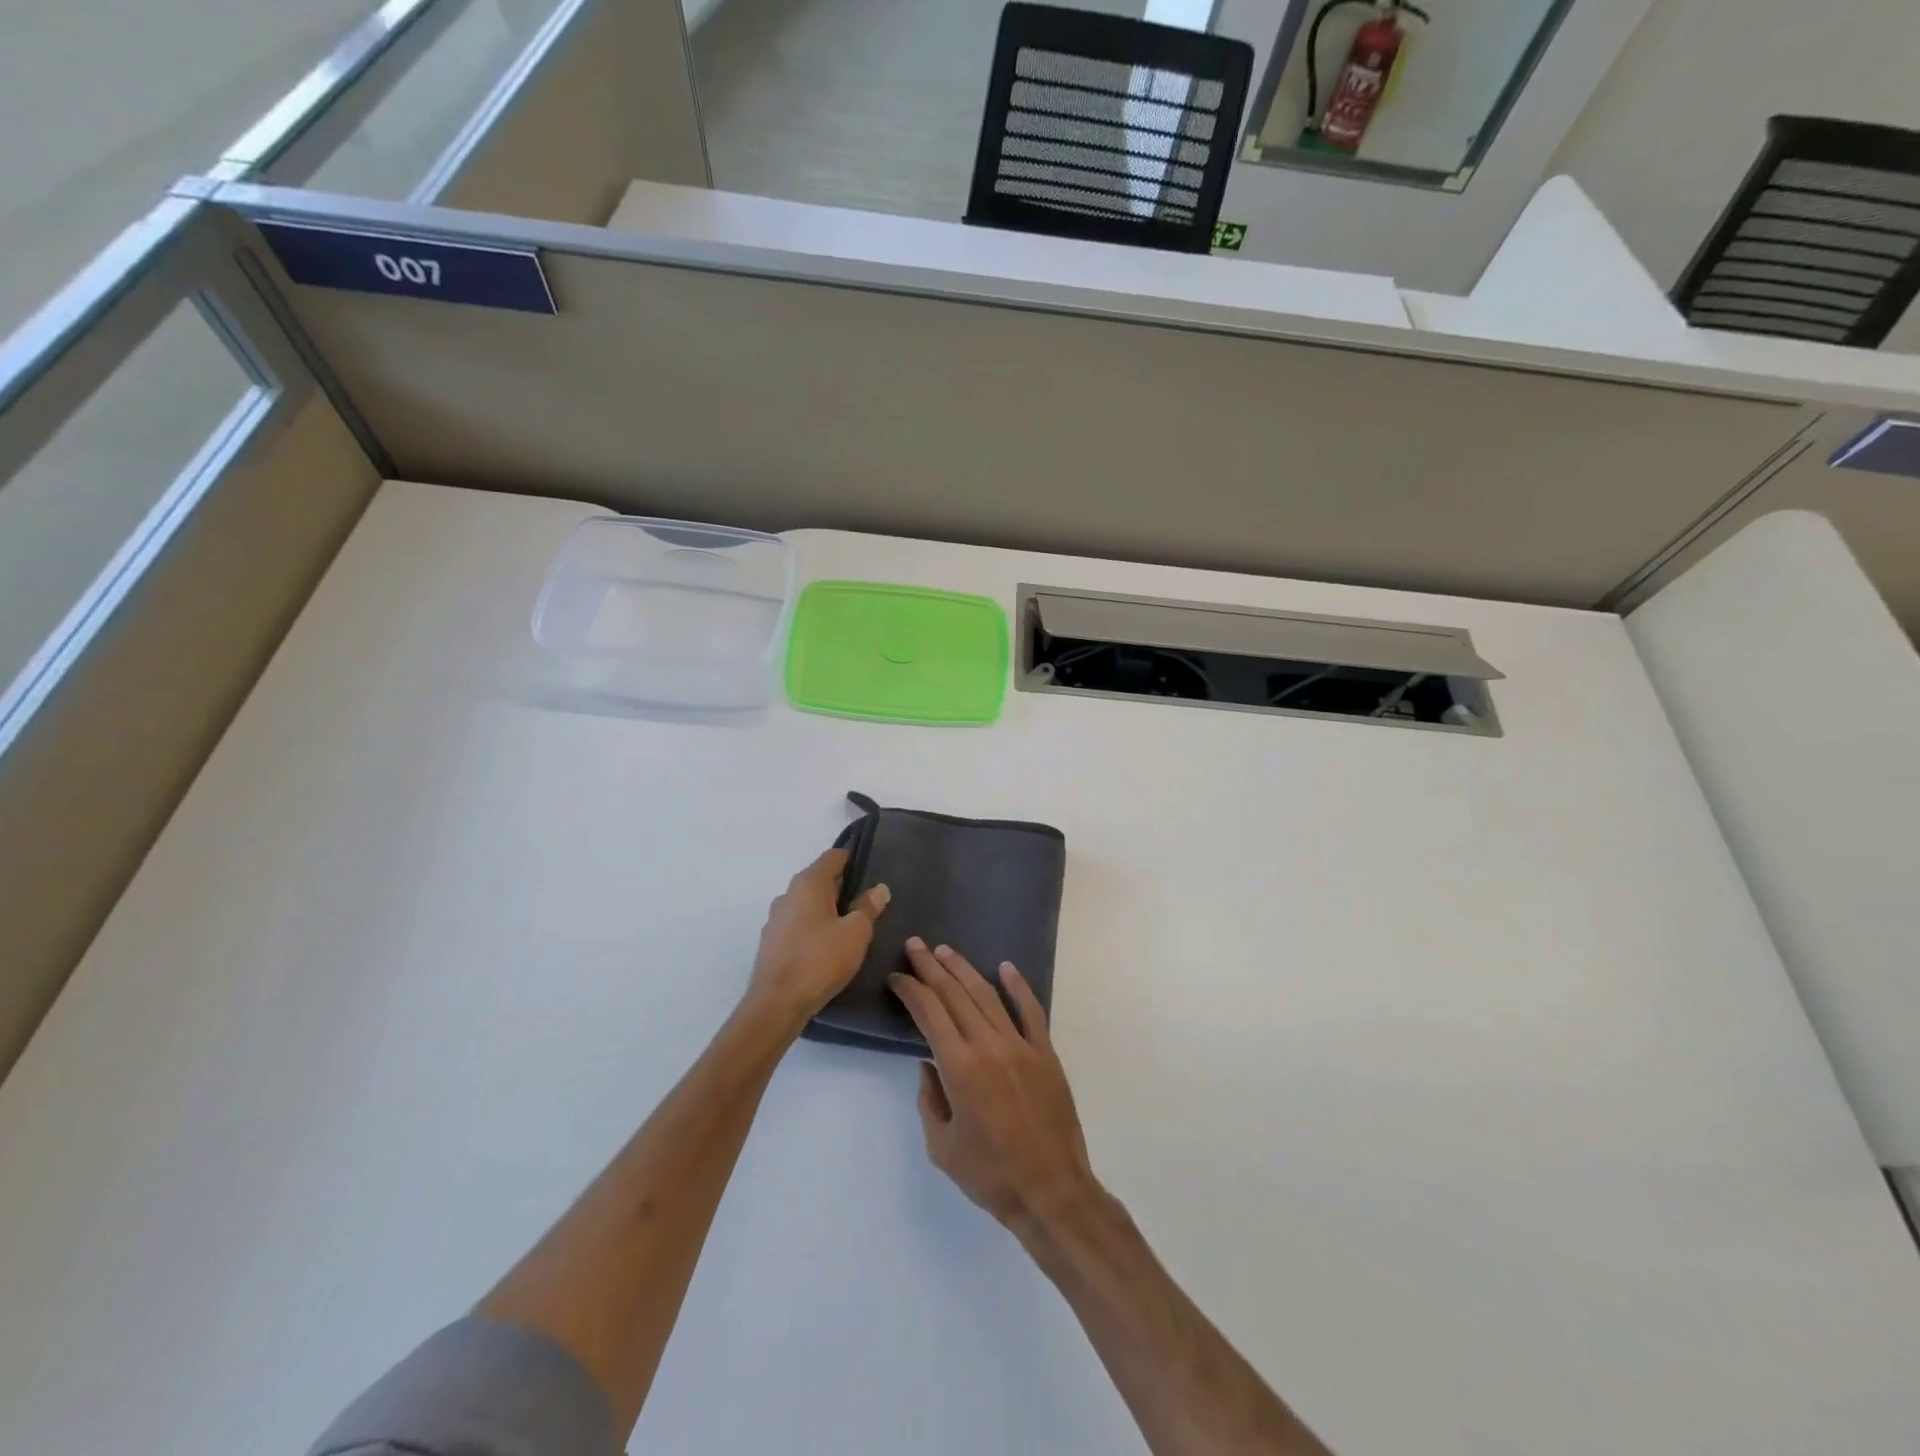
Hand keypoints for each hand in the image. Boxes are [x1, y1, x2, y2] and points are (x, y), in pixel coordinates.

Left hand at [744, 849, 889, 1029]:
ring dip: (825, 909)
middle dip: (841, 887)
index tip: (870, 870)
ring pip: (806, 903)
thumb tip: (879, 888)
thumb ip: (868, 907)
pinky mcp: (770, 941)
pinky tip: (825, 946)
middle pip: (819, 879)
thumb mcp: (856, 933)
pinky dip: (812, 927)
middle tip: (866, 902)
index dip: (852, 859)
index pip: (833, 857)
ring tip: (848, 926)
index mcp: (809, 883)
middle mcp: (788, 894)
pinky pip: (797, 923)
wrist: (776, 1004)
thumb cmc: (820, 960)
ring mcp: (775, 918)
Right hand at [889, 940, 1099, 1233]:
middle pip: (955, 994)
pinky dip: (1018, 986)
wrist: (1051, 1191)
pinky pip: (1031, 1010)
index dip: (910, 989)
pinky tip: (1006, 967)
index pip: (929, 1012)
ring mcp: (1021, 1045)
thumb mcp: (942, 1146)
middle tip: (915, 945)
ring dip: (964, 969)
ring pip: (988, 995)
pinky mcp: (1045, 1052)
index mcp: (959, 1067)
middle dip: (931, 967)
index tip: (897, 977)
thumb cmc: (990, 1175)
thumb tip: (928, 1064)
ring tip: (945, 952)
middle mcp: (988, 1045)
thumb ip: (930, 1099)